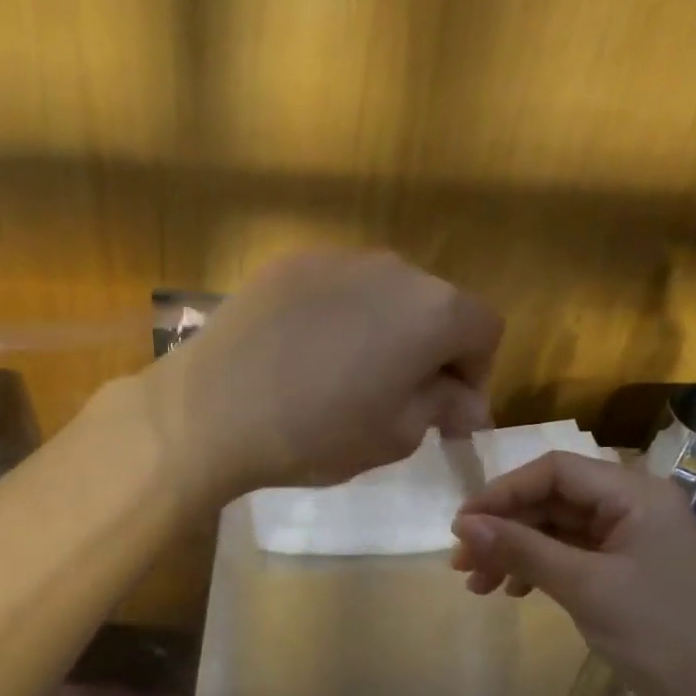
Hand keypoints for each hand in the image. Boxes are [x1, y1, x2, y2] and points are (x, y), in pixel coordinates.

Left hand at [146, 249, 501, 499]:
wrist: (210, 409)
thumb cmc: (315, 433)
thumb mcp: (393, 437)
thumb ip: (440, 408)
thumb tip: (462, 401)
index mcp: (433, 310)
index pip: (485, 331)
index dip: (476, 374)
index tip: (447, 415)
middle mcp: (393, 268)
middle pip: (434, 305)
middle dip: (430, 351)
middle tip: (399, 398)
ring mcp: (335, 258)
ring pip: (383, 294)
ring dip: (383, 330)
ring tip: (346, 375)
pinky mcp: (288, 263)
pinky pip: (334, 289)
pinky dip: (337, 317)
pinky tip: (304, 354)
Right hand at [450, 453, 695, 695]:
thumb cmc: (660, 635)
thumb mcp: (584, 587)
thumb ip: (521, 548)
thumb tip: (462, 524)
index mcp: (635, 494)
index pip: (554, 471)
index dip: (502, 492)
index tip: (462, 525)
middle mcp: (632, 506)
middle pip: (551, 499)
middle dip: (504, 528)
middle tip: (461, 561)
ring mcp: (629, 539)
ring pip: (554, 529)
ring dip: (513, 550)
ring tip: (476, 583)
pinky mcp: (623, 570)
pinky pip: (568, 554)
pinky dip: (535, 568)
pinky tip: (510, 590)